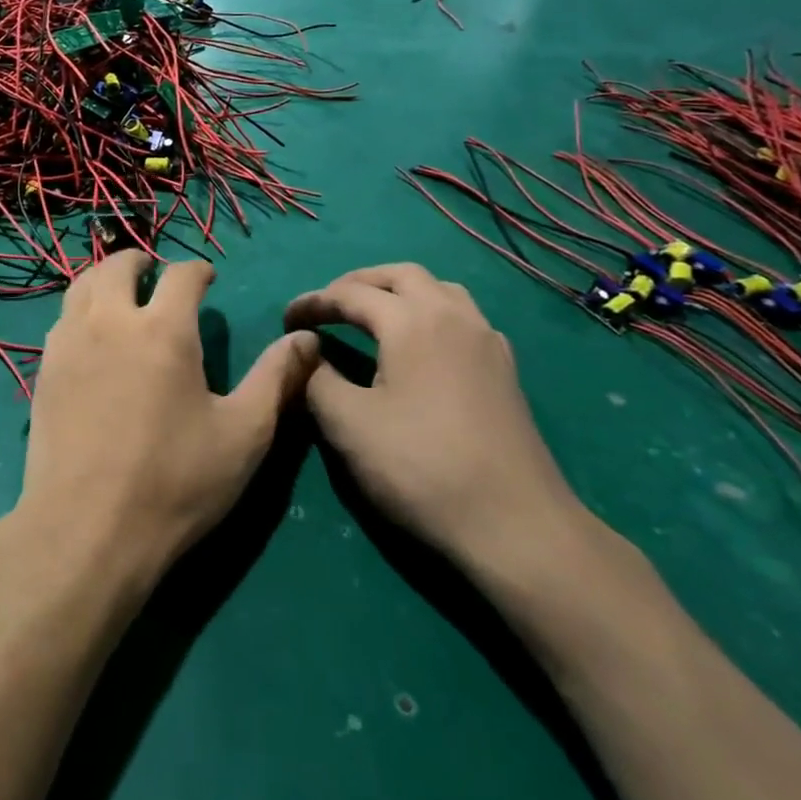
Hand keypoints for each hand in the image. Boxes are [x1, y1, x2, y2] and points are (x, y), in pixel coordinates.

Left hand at [15, 254, 318, 590]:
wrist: (86, 530)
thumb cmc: (175, 483)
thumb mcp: (244, 434)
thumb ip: (277, 379)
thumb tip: (307, 337)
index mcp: (163, 330)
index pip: (181, 274)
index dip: (198, 270)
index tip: (207, 279)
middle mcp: (110, 322)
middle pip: (117, 265)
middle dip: (141, 261)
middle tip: (155, 275)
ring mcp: (69, 345)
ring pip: (81, 286)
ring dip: (105, 278)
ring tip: (121, 294)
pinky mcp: (43, 372)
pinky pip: (61, 320)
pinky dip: (80, 309)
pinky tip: (91, 336)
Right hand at [284, 264, 585, 576]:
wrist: (515, 524)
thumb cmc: (420, 467)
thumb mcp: (348, 424)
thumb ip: (317, 379)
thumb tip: (309, 354)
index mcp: (413, 321)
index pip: (350, 294)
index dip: (313, 302)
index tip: (285, 320)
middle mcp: (454, 316)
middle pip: (401, 275)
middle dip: (358, 283)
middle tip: (328, 307)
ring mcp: (487, 340)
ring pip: (439, 290)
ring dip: (399, 292)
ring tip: (372, 317)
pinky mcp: (505, 368)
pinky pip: (462, 317)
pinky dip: (429, 314)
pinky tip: (419, 348)